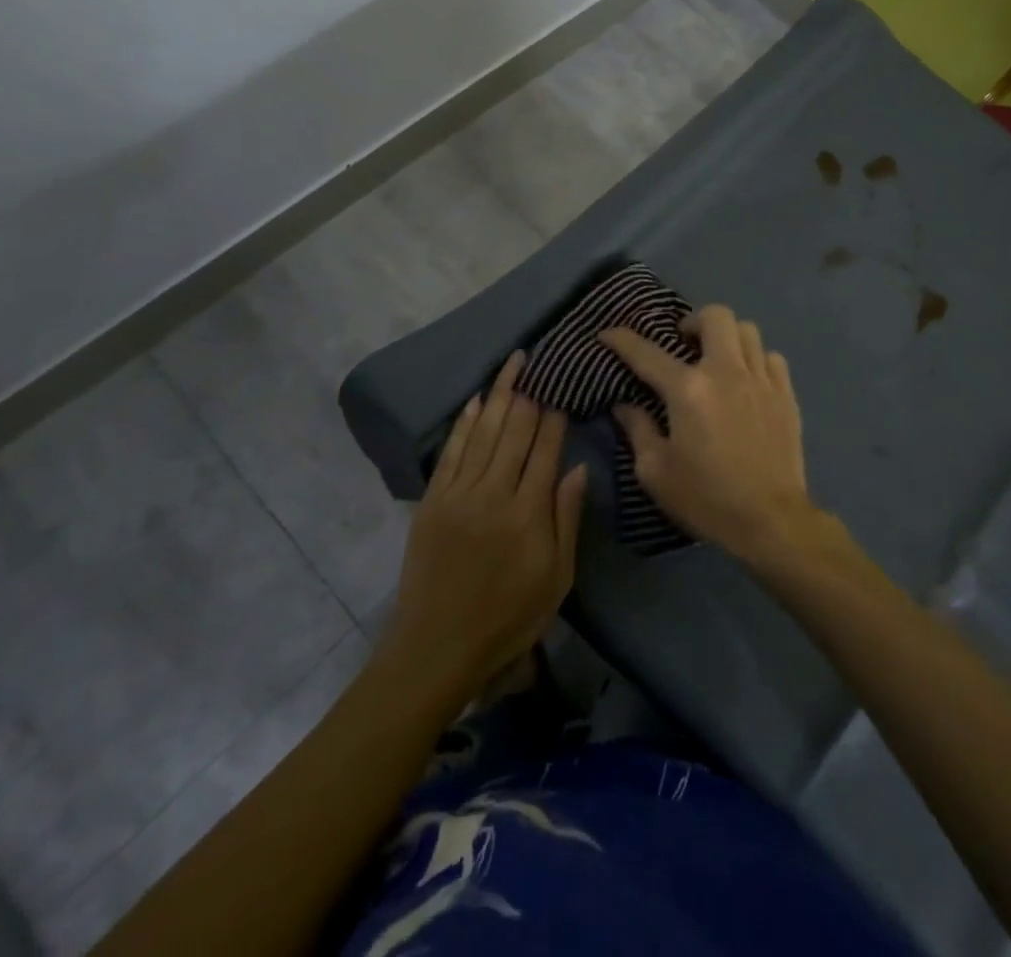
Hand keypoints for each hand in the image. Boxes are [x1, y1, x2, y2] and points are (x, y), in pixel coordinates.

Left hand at [383, 351, 587, 696]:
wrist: (437, 646)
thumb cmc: (508, 617)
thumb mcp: (556, 578)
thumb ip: (567, 519)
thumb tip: (578, 468)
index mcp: (528, 513)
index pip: (545, 450)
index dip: (555, 418)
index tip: (562, 393)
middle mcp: (493, 493)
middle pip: (514, 431)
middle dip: (529, 395)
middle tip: (540, 364)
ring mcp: (458, 493)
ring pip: (484, 432)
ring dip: (500, 394)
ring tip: (513, 364)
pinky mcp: (433, 499)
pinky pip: (452, 451)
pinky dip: (465, 422)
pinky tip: (476, 400)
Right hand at [600, 305, 817, 562]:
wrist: (771, 520)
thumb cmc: (706, 498)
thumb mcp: (656, 472)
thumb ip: (638, 430)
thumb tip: (624, 404)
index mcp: (688, 390)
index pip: (646, 352)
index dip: (622, 339)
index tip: (608, 333)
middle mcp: (725, 372)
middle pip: (714, 316)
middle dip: (693, 321)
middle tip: (683, 343)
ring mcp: (761, 380)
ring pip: (747, 330)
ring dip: (726, 337)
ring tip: (717, 359)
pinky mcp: (786, 395)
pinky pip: (771, 357)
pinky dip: (755, 360)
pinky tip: (748, 381)